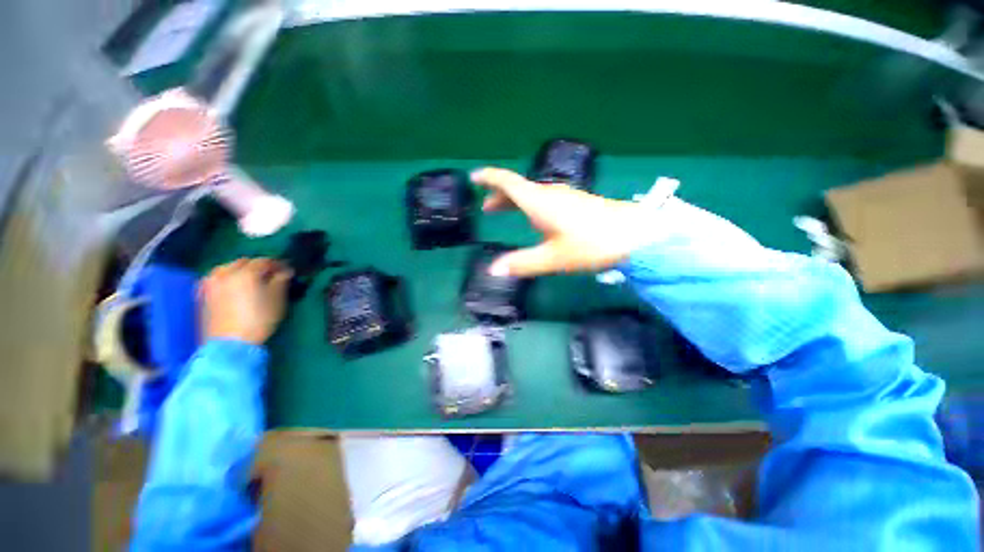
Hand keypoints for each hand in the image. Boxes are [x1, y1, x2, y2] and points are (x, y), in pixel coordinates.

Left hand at [201, 258, 291, 344]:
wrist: (229, 344)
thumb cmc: (259, 320)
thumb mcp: (277, 300)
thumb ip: (281, 281)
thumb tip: (285, 271)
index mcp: (245, 272)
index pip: (264, 261)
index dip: (277, 264)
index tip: (287, 270)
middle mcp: (225, 273)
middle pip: (244, 262)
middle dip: (258, 266)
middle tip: (270, 275)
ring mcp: (211, 283)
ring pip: (228, 268)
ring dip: (241, 270)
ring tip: (251, 280)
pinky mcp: (203, 294)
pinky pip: (218, 279)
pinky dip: (228, 279)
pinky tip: (235, 287)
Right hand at [472, 167, 652, 276]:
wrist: (635, 235)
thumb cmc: (590, 244)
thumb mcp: (552, 258)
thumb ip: (521, 264)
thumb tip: (493, 271)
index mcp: (539, 202)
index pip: (508, 183)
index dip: (490, 178)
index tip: (474, 177)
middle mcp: (550, 195)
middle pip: (519, 189)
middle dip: (500, 196)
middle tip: (487, 208)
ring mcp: (566, 197)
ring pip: (533, 194)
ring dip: (515, 201)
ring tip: (504, 212)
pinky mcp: (577, 204)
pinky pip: (545, 200)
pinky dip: (530, 206)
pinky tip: (535, 220)